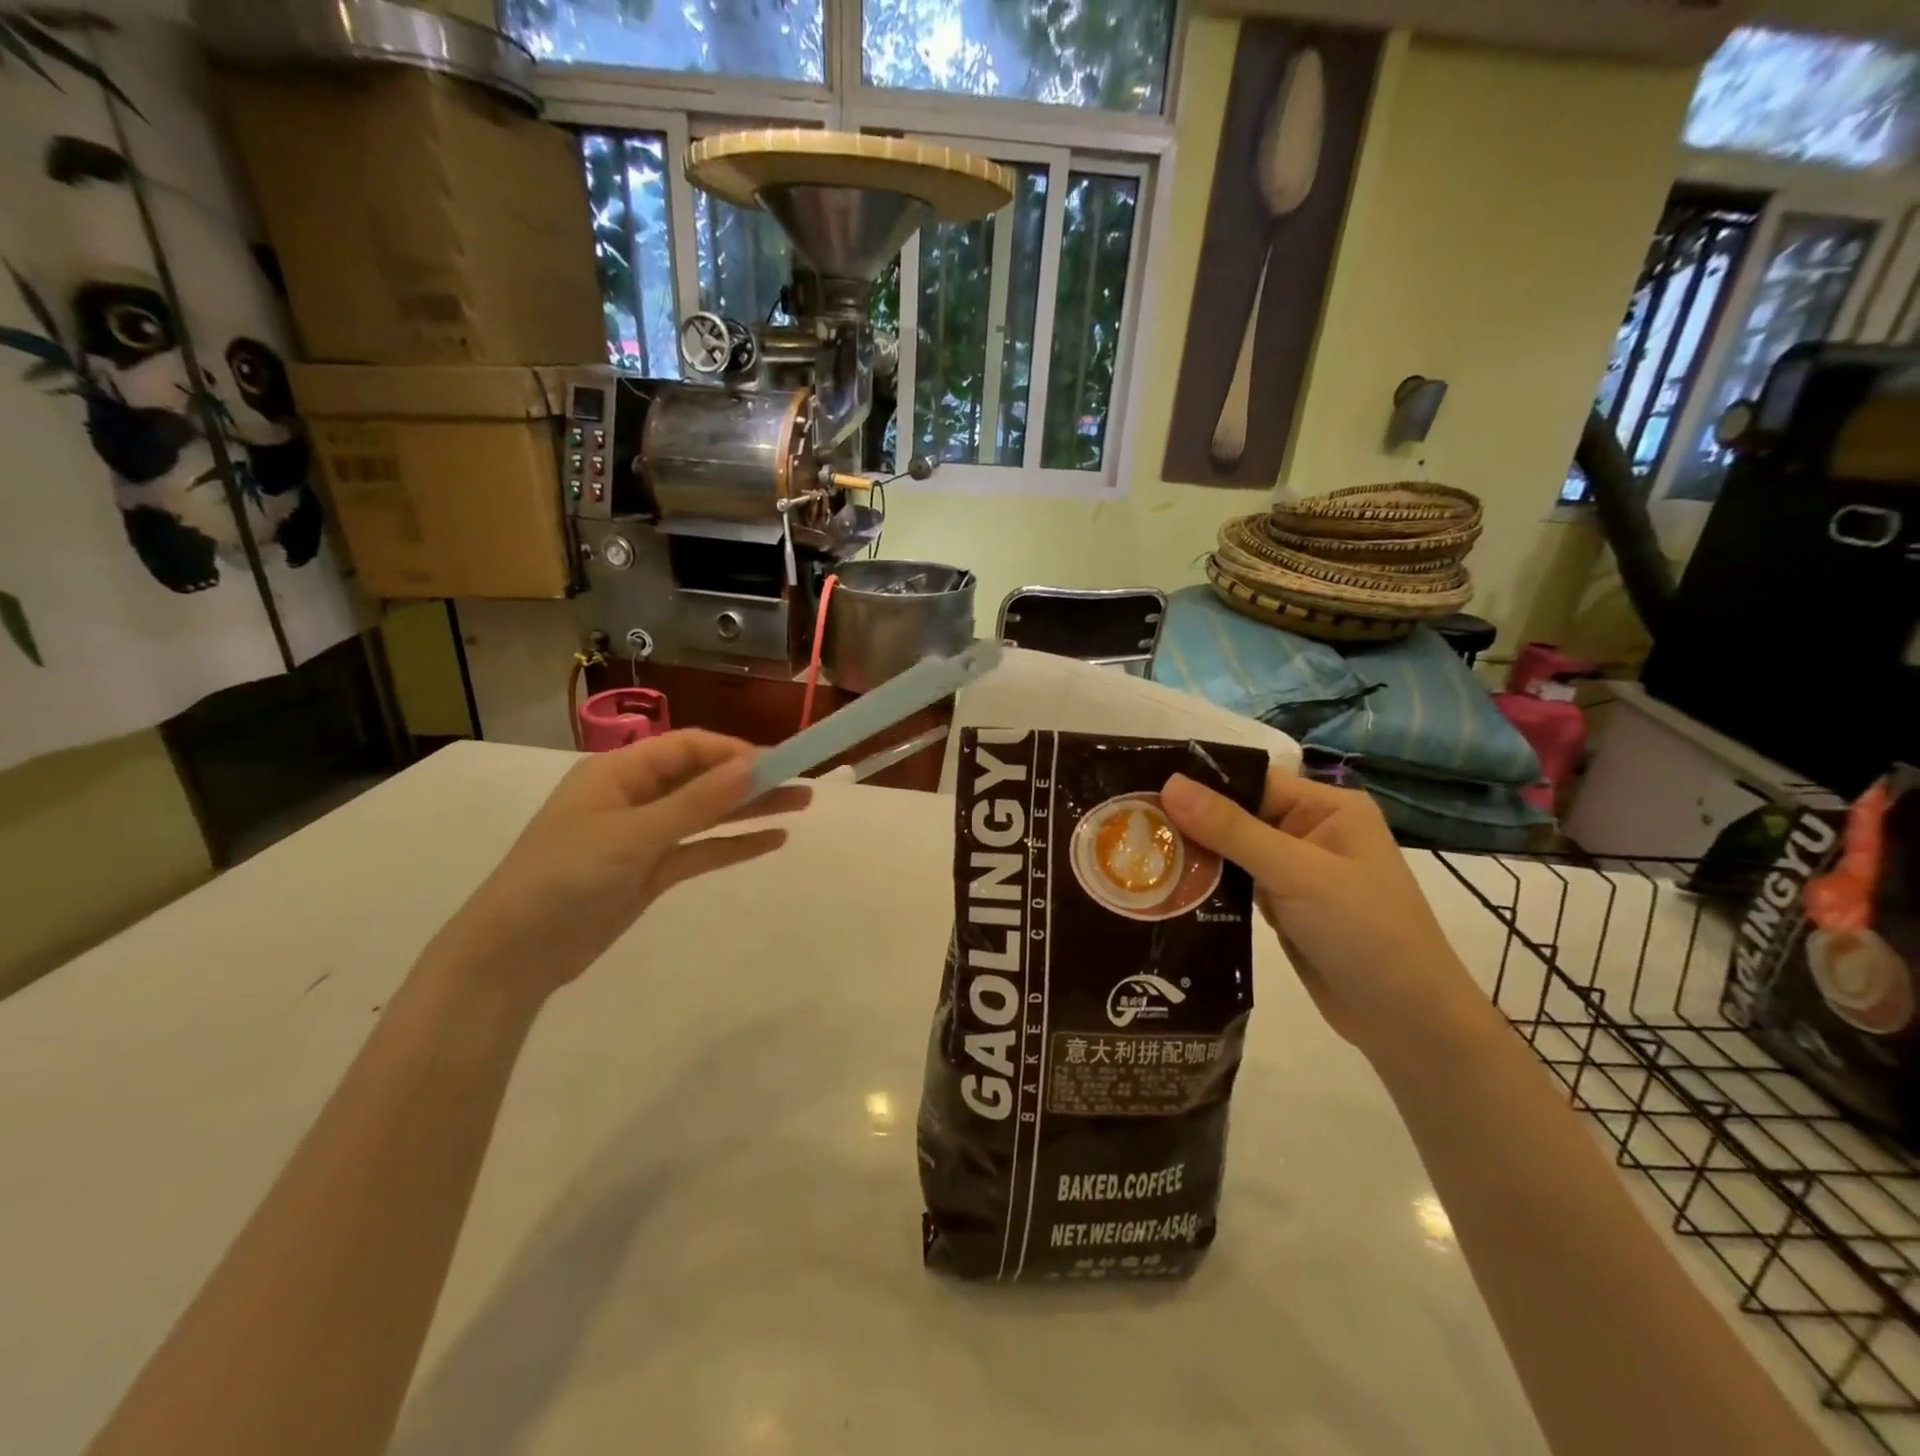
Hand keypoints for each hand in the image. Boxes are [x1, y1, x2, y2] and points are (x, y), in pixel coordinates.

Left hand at [424, 732, 810, 1001]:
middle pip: (704, 778)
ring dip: (750, 810)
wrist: (513, 955)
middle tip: (804, 786)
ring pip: (707, 814)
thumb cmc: (564, 878)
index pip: (689, 747)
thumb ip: (697, 801)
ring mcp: (644, 835)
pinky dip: (733, 844)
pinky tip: (772, 841)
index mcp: (619, 772)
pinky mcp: (650, 871)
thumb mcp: (634, 835)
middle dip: (752, 780)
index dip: (736, 752)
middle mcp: (634, 796)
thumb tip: (754, 765)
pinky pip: (700, 849)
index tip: (781, 764)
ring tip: (800, 807)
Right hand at [1161, 768, 1485, 1066]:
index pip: (1251, 781)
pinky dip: (1206, 885)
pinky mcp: (1281, 905)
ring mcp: (1294, 870)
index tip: (1140, 789)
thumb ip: (1231, 828)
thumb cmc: (1364, 932)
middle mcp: (1309, 830)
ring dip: (1193, 856)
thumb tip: (1170, 784)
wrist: (1407, 1023)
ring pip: (1230, 850)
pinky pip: (1234, 883)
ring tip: (1133, 855)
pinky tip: (1165, 887)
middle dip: (1188, 823)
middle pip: (1235, 814)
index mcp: (1326, 807)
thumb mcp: (1296, 873)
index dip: (1200, 784)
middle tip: (1126, 826)